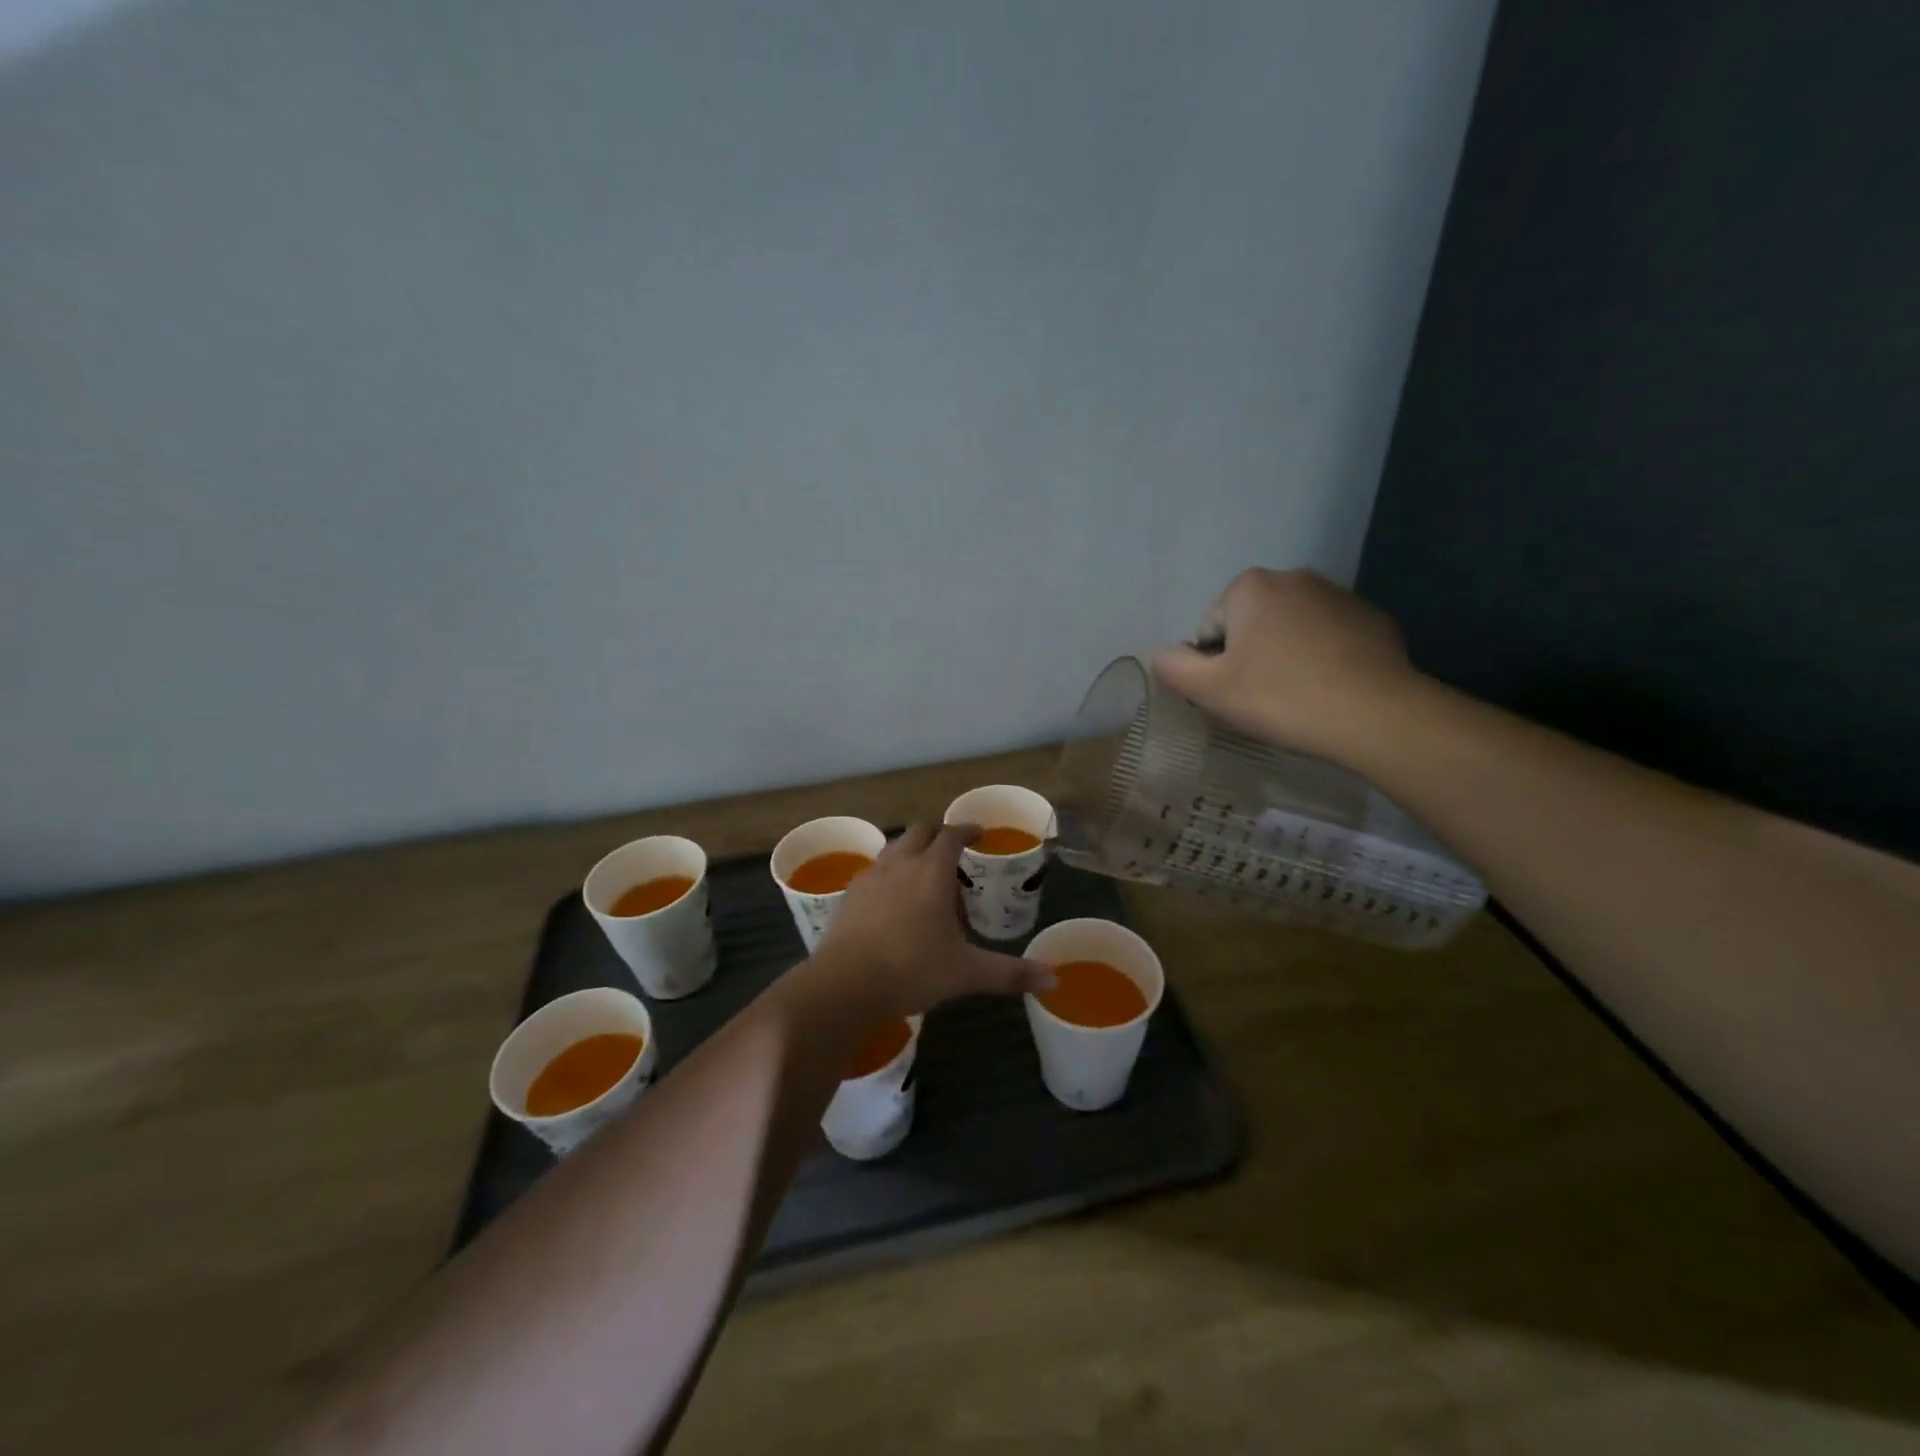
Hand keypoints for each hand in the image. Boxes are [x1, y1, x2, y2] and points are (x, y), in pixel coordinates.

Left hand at [813, 822, 1054, 1017]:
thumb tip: (1053, 978)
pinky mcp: (850, 895)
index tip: (978, 833)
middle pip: (919, 831)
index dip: (967, 829)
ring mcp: (871, 877)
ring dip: (911, 850)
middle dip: (937, 834)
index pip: (951, 834)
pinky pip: (874, 871)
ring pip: (894, 848)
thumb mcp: (967, 972)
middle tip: (952, 851)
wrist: (846, 983)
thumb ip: (1010, 973)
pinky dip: (889, 873)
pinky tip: (892, 899)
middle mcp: (901, 864)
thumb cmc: (913, 969)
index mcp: (932, 871)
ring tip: (923, 873)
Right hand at [1150, 568, 1418, 761]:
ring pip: (1290, 630)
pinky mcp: (1373, 618)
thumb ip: (1173, 667)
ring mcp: (1339, 594)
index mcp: (1250, 587)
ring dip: (1285, 656)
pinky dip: (1322, 659)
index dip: (1214, 666)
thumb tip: (1161, 654)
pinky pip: (1329, 638)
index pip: (1211, 630)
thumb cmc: (1279, 698)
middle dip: (1250, 656)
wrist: (1375, 714)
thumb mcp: (1208, 690)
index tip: (1236, 694)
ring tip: (1297, 696)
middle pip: (1250, 625)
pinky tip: (1329, 690)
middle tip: (1262, 698)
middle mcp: (1294, 577)